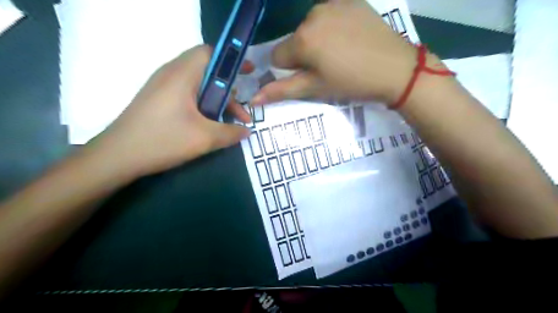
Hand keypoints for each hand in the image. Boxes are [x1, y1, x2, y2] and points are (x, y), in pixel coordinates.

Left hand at [91, 44, 251, 178]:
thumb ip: (231, 132)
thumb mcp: (205, 138)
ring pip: (198, 84)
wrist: (117, 156)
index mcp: (182, 74)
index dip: (232, 60)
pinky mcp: (158, 99)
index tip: (249, 73)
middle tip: (240, 108)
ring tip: (228, 120)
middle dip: (228, 88)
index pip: (210, 53)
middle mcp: (171, 73)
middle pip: (207, 70)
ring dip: (217, 99)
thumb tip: (248, 131)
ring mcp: (162, 86)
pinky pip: (187, 94)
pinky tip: (208, 123)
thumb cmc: (163, 140)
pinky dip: (203, 104)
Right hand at [250, 0, 420, 104]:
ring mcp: (332, 4)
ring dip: (317, 41)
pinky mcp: (350, 0)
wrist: (396, 68)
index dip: (290, 70)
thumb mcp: (315, 89)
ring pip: (310, 28)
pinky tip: (350, 39)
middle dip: (304, 55)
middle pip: (294, 41)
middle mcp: (312, 15)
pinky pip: (329, 15)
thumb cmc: (351, 83)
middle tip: (328, 68)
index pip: (277, 56)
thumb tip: (253, 99)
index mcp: (302, 39)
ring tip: (340, 54)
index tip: (310, 77)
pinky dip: (333, 27)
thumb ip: (282, 91)